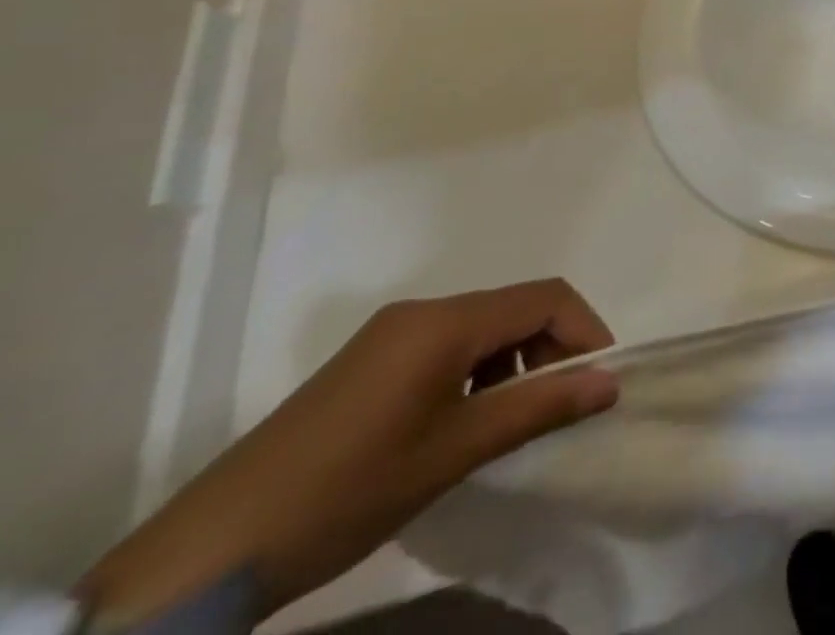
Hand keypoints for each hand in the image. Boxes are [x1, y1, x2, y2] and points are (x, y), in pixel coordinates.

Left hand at [82, 282, 618, 621]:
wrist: (206, 555)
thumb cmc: (346, 492)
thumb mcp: (454, 452)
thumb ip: (539, 407)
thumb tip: (610, 383)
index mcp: (445, 321)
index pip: (545, 297)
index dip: (585, 329)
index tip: (602, 378)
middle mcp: (421, 312)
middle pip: (515, 307)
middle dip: (552, 347)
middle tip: (564, 402)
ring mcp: (389, 335)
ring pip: (483, 327)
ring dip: (515, 361)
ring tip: (517, 418)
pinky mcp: (367, 363)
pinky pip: (447, 347)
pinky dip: (477, 371)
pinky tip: (465, 421)